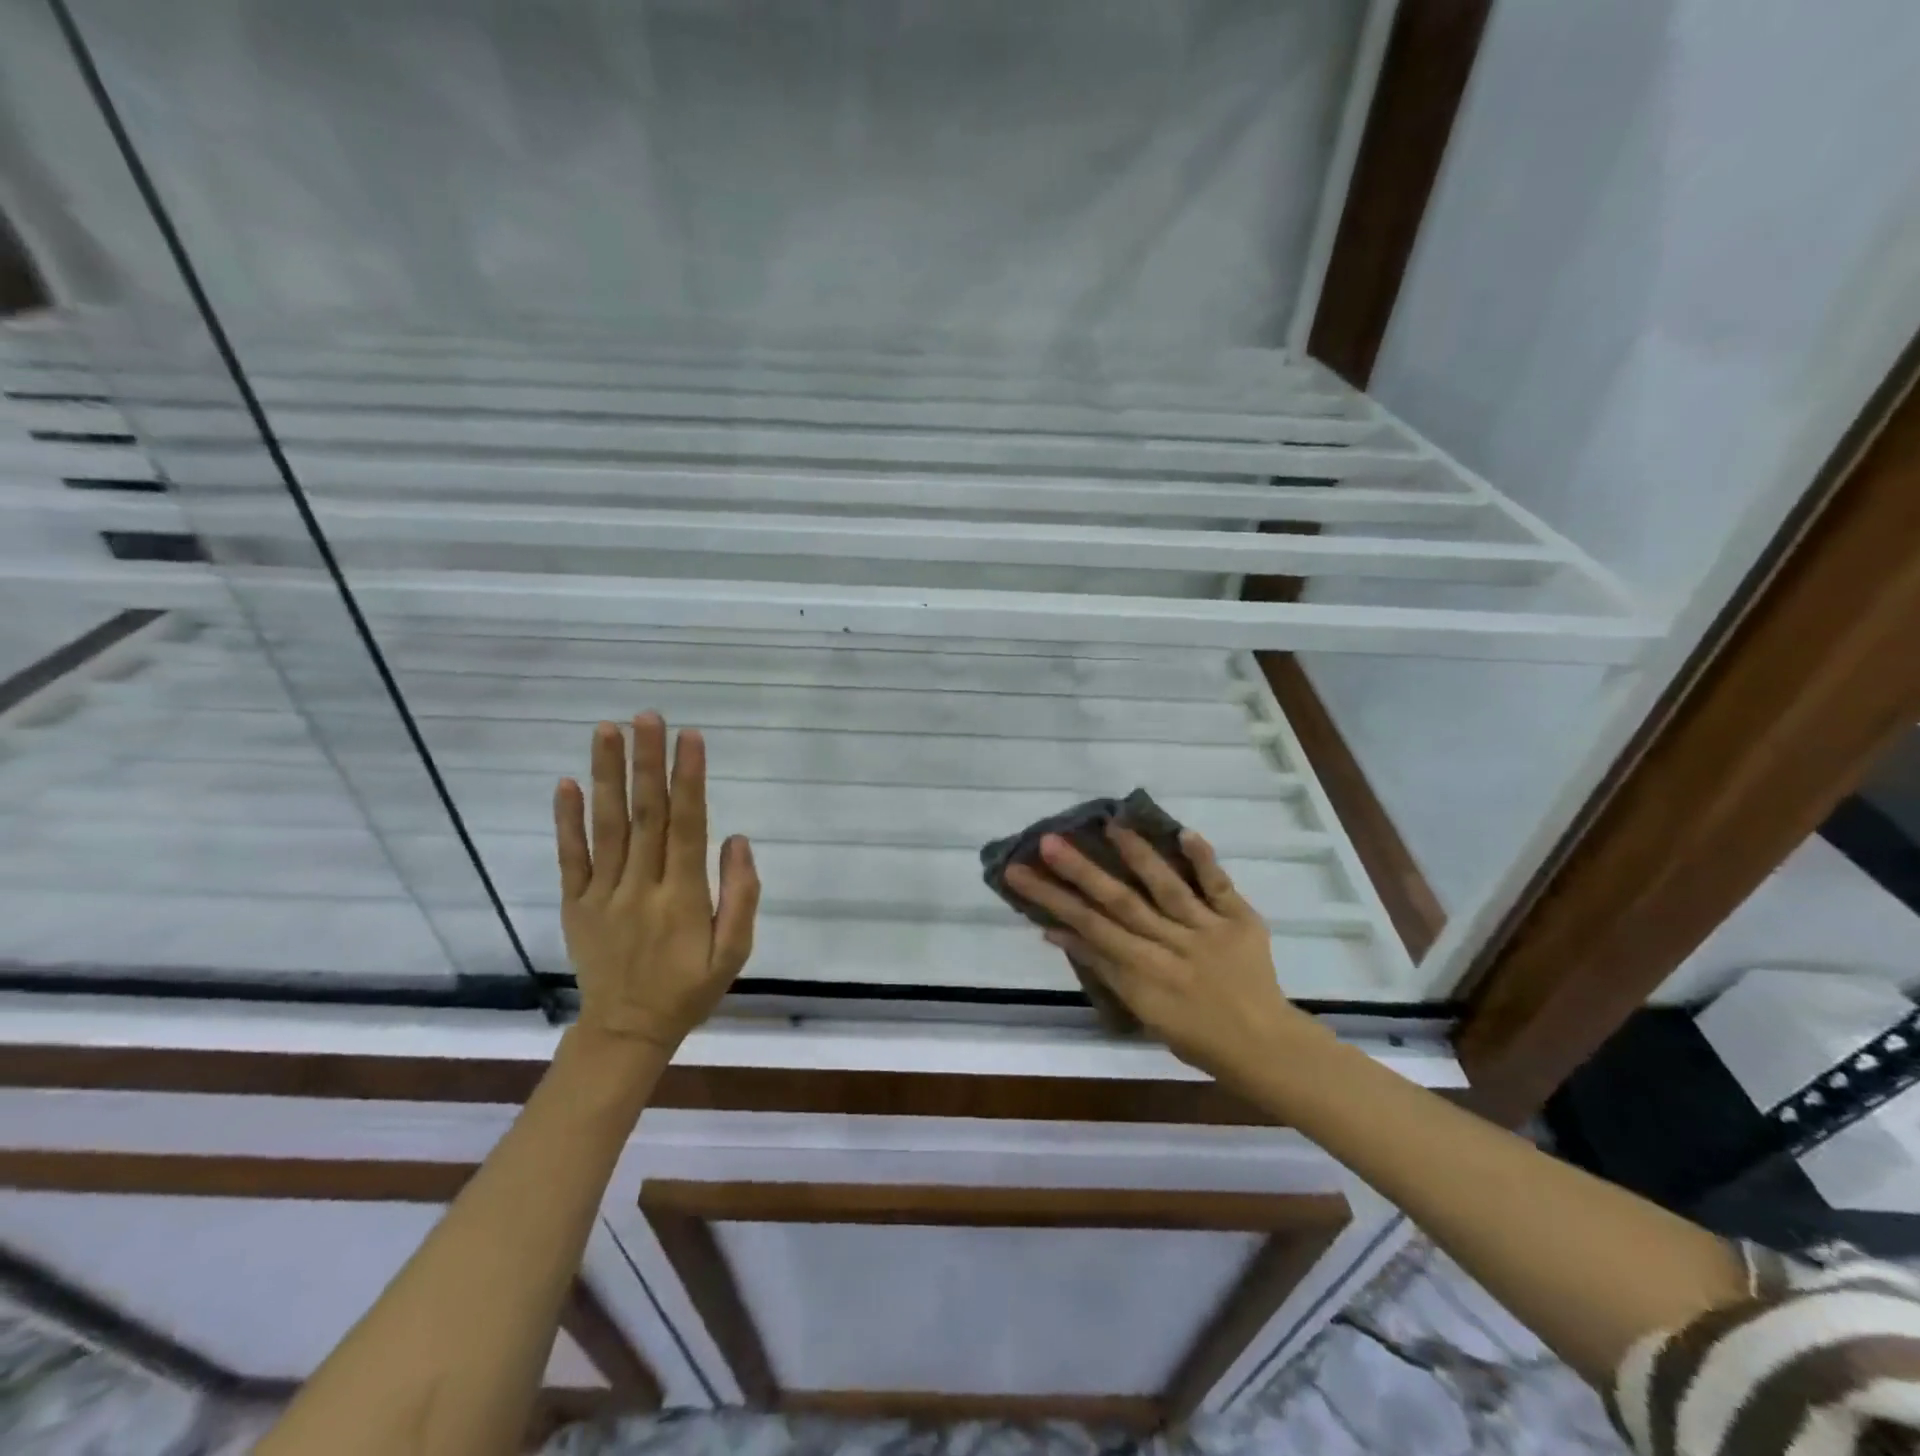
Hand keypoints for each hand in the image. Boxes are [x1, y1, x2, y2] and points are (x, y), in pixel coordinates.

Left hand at [553, 713, 758, 1057]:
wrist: (626, 1032)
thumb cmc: (689, 989)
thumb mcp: (734, 953)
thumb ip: (741, 895)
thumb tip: (736, 839)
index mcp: (682, 898)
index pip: (687, 826)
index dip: (689, 779)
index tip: (690, 737)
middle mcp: (641, 887)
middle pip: (645, 815)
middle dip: (647, 762)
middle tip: (647, 717)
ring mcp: (602, 894)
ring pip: (607, 827)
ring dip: (607, 776)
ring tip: (607, 731)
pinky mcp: (576, 904)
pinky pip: (570, 857)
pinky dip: (567, 820)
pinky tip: (568, 784)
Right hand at [1004, 826, 1319, 1083]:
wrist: (1264, 1046)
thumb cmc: (1194, 1034)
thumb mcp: (1140, 1010)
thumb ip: (1102, 967)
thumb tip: (1056, 932)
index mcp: (1144, 974)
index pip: (1090, 928)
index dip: (1053, 901)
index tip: (1021, 873)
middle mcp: (1171, 947)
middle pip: (1119, 904)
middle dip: (1080, 872)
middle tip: (1048, 842)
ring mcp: (1208, 930)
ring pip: (1167, 888)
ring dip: (1137, 855)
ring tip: (1110, 824)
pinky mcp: (1240, 920)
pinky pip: (1220, 886)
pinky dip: (1205, 860)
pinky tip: (1185, 832)